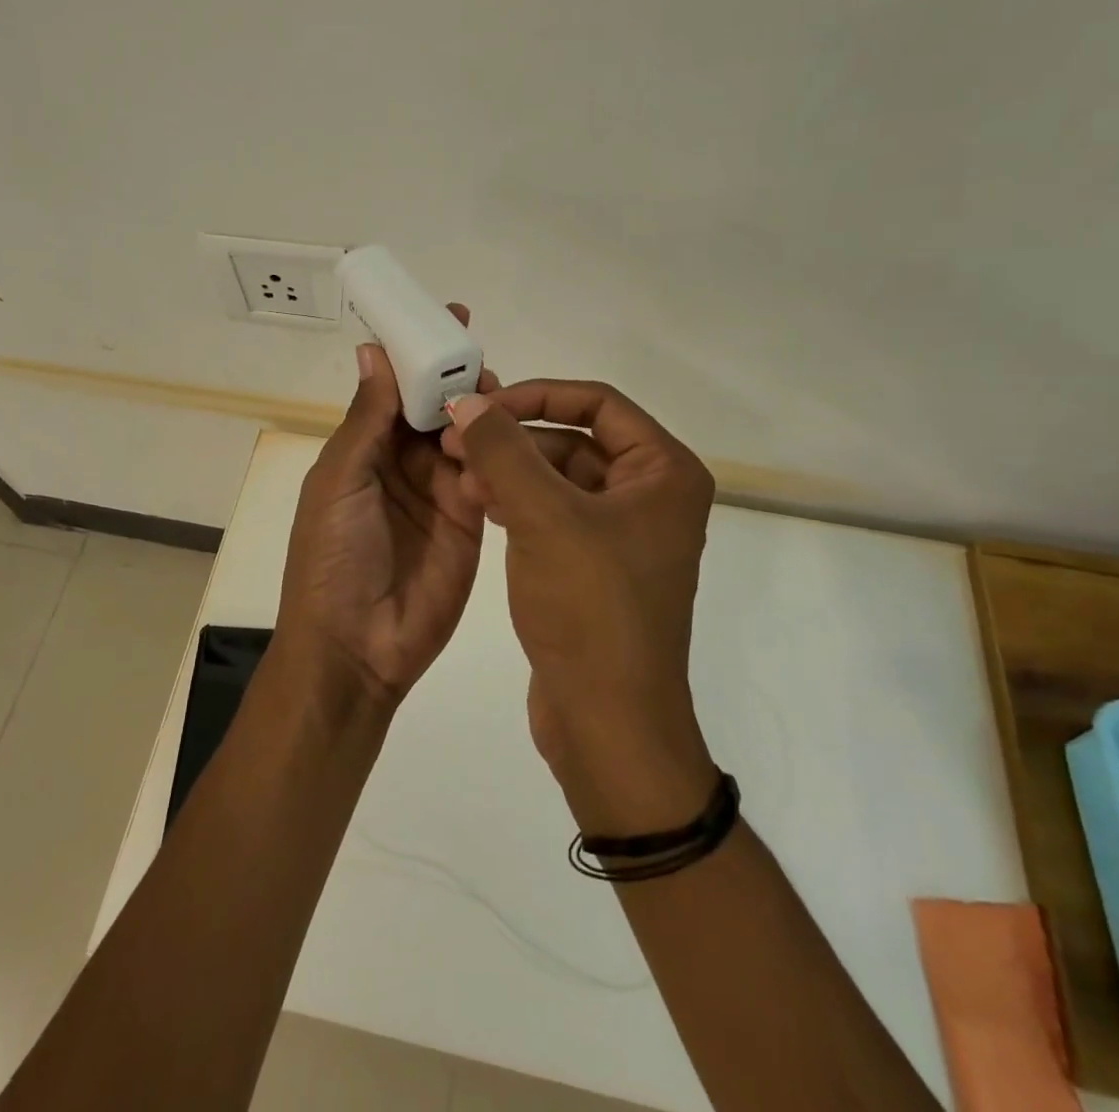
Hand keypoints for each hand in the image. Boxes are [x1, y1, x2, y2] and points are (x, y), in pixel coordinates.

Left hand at [274, 307, 491, 705]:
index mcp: (364, 449)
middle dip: (457, 378)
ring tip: (498, 393)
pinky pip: (488, 476)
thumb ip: (367, 419)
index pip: (396, 389)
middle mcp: (403, 464)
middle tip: (481, 356)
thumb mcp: (340, 480)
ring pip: (466, 436)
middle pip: (436, 408)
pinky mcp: (472, 521)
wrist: (357, 648)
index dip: (418, 355)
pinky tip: (511, 434)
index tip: (447, 318)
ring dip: (480, 411)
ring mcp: (440, 492)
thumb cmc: (332, 557)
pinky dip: (497, 453)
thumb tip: (373, 350)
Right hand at [440, 381, 718, 834]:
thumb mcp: (543, 516)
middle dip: (514, 438)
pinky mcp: (593, 566)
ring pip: (557, 477)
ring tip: (458, 476)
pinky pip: (552, 514)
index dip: (538, 395)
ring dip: (509, 471)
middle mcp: (651, 495)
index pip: (598, 403)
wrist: (607, 723)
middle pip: (574, 438)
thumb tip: (468, 402)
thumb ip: (502, 450)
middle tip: (455, 442)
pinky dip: (516, 503)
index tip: (484, 407)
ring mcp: (622, 533)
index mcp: (663, 472)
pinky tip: (476, 504)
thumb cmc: (589, 608)